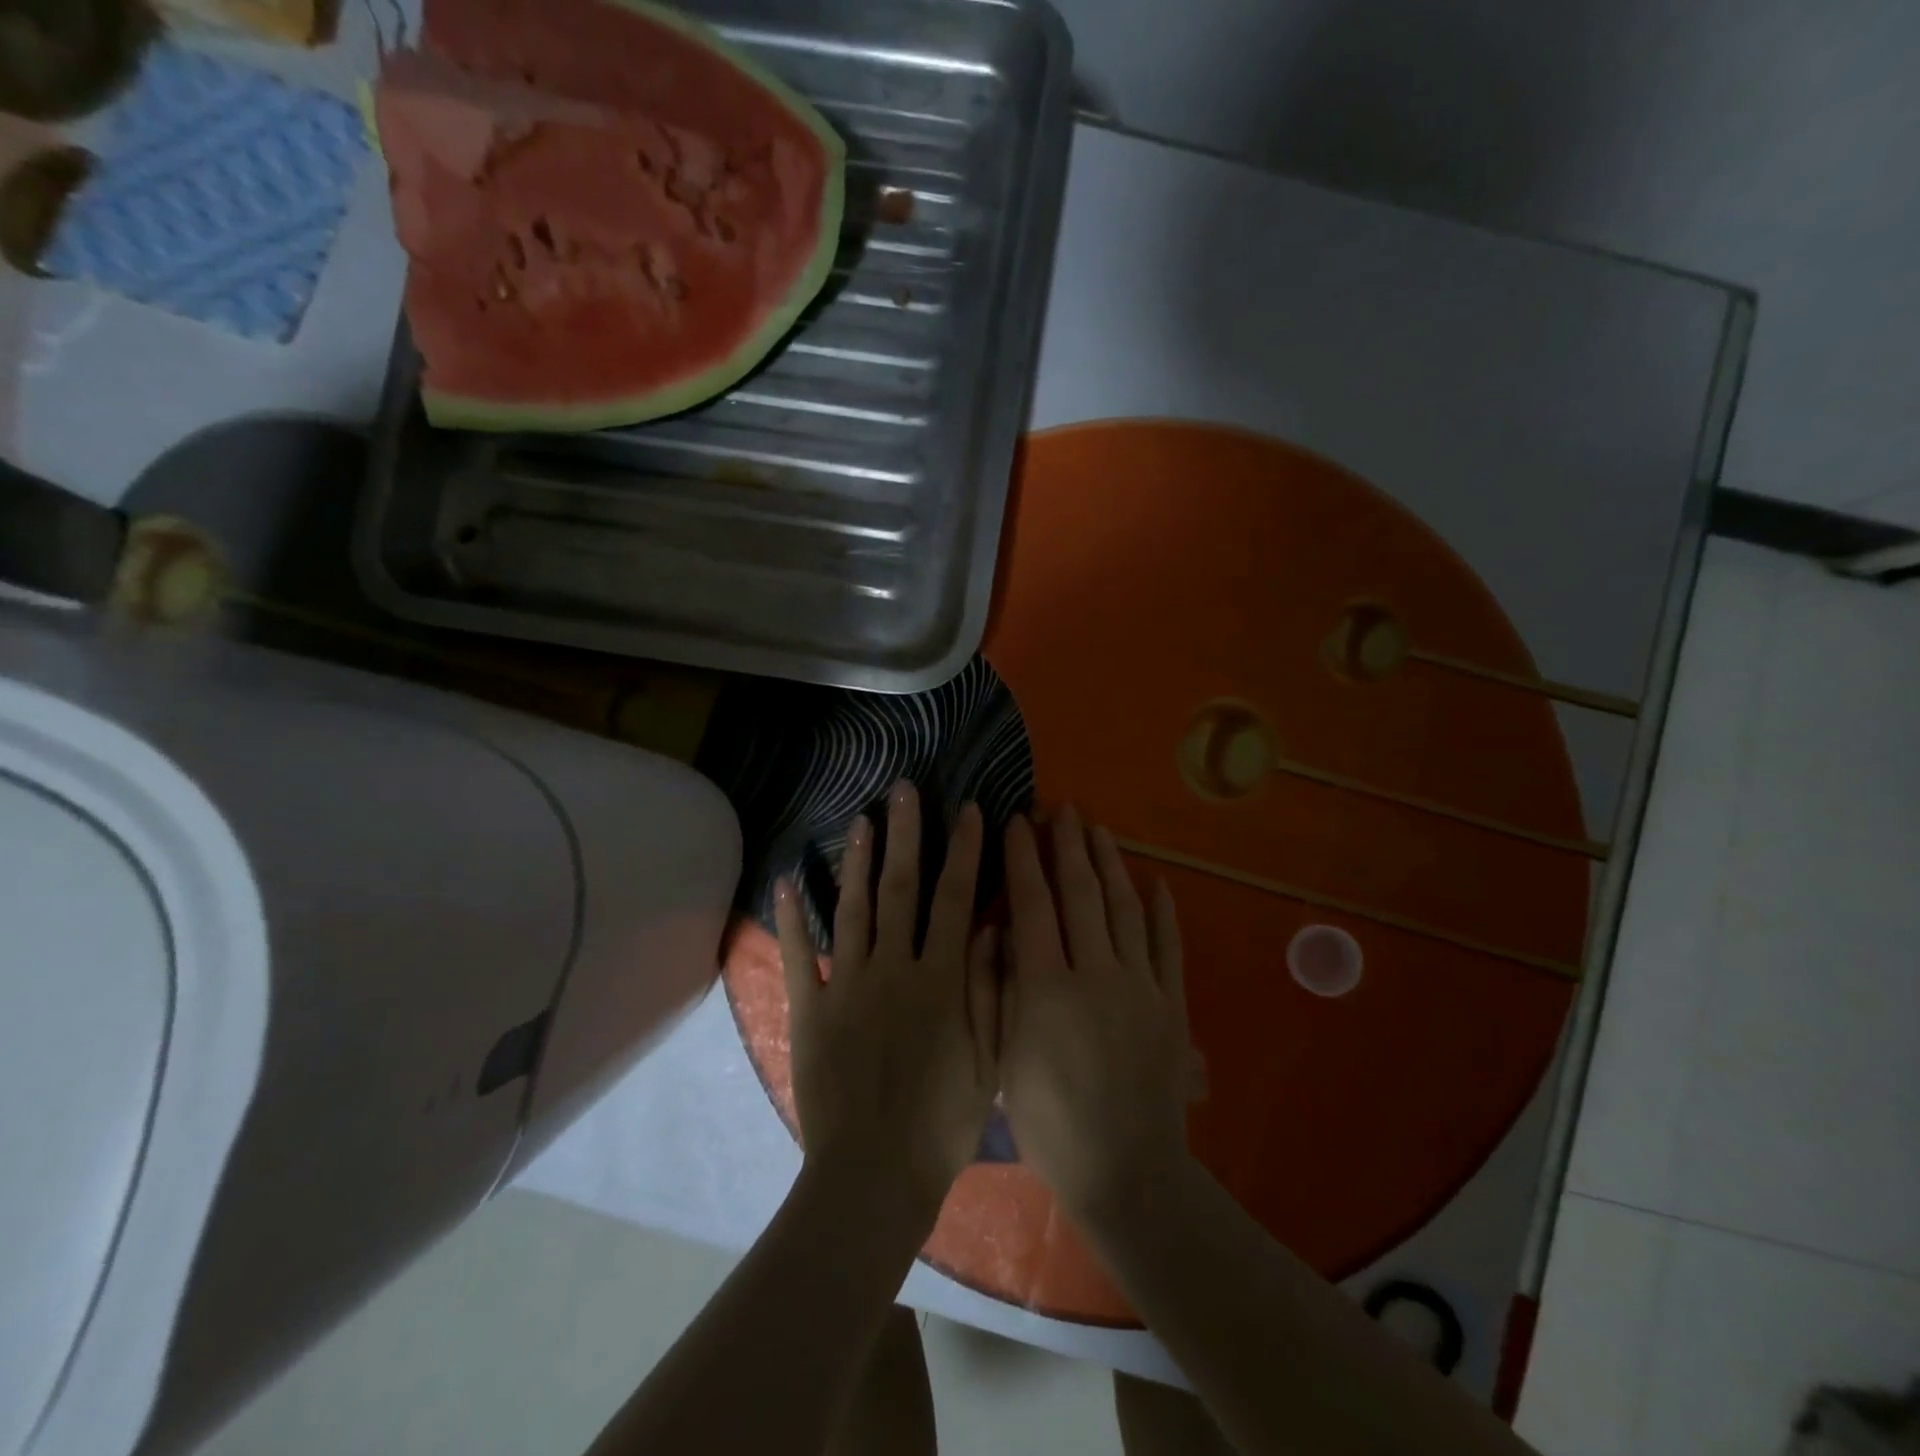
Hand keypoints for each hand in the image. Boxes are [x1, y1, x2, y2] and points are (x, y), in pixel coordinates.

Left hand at [775, 782, 999, 1215]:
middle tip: (903, 790)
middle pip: (902, 888)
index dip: (964, 851)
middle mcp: (893, 968)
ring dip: (859, 861)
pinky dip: (792, 917)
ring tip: (861, 819)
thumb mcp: (986, 1061)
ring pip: (854, 908)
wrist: (873, 1176)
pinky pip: (801, 955)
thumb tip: (990, 928)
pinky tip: (787, 880)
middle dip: (906, 834)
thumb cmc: (941, 1123)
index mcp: (940, 979)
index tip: (968, 810)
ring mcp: (848, 984)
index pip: (955, 899)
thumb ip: (989, 990)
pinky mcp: (811, 1008)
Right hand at [999, 806, 1195, 1221]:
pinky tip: (1155, 881)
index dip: (1022, 858)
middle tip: (1062, 809)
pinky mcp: (1172, 1004)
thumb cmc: (1050, 1122)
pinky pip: (1169, 945)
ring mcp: (1141, 986)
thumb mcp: (1002, 1058)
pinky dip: (1162, 910)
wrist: (1126, 1173)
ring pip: (1125, 908)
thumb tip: (993, 928)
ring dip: (1110, 864)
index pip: (1032, 903)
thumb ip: (993, 989)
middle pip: (1081, 893)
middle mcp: (1096, 972)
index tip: (1016, 822)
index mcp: (1047, 986)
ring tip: (1098, 830)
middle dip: (1068, 846)